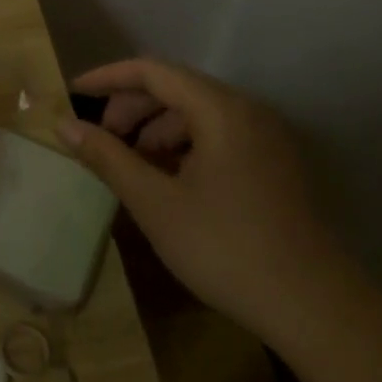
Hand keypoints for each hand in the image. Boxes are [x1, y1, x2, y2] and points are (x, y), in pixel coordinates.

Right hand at [57, 57, 346, 343]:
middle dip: (132, 108)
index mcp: (220, 109)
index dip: (109, 78)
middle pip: (176, 89)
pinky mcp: (275, 165)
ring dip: (158, 130)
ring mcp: (266, 137)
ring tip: (134, 166)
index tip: (73, 93)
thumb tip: (65, 126)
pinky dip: (186, 148)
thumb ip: (108, 158)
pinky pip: (219, 137)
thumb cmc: (226, 248)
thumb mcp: (155, 203)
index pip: (153, 71)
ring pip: (198, 114)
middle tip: (101, 139)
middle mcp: (247, 110)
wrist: (317, 309)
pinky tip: (171, 182)